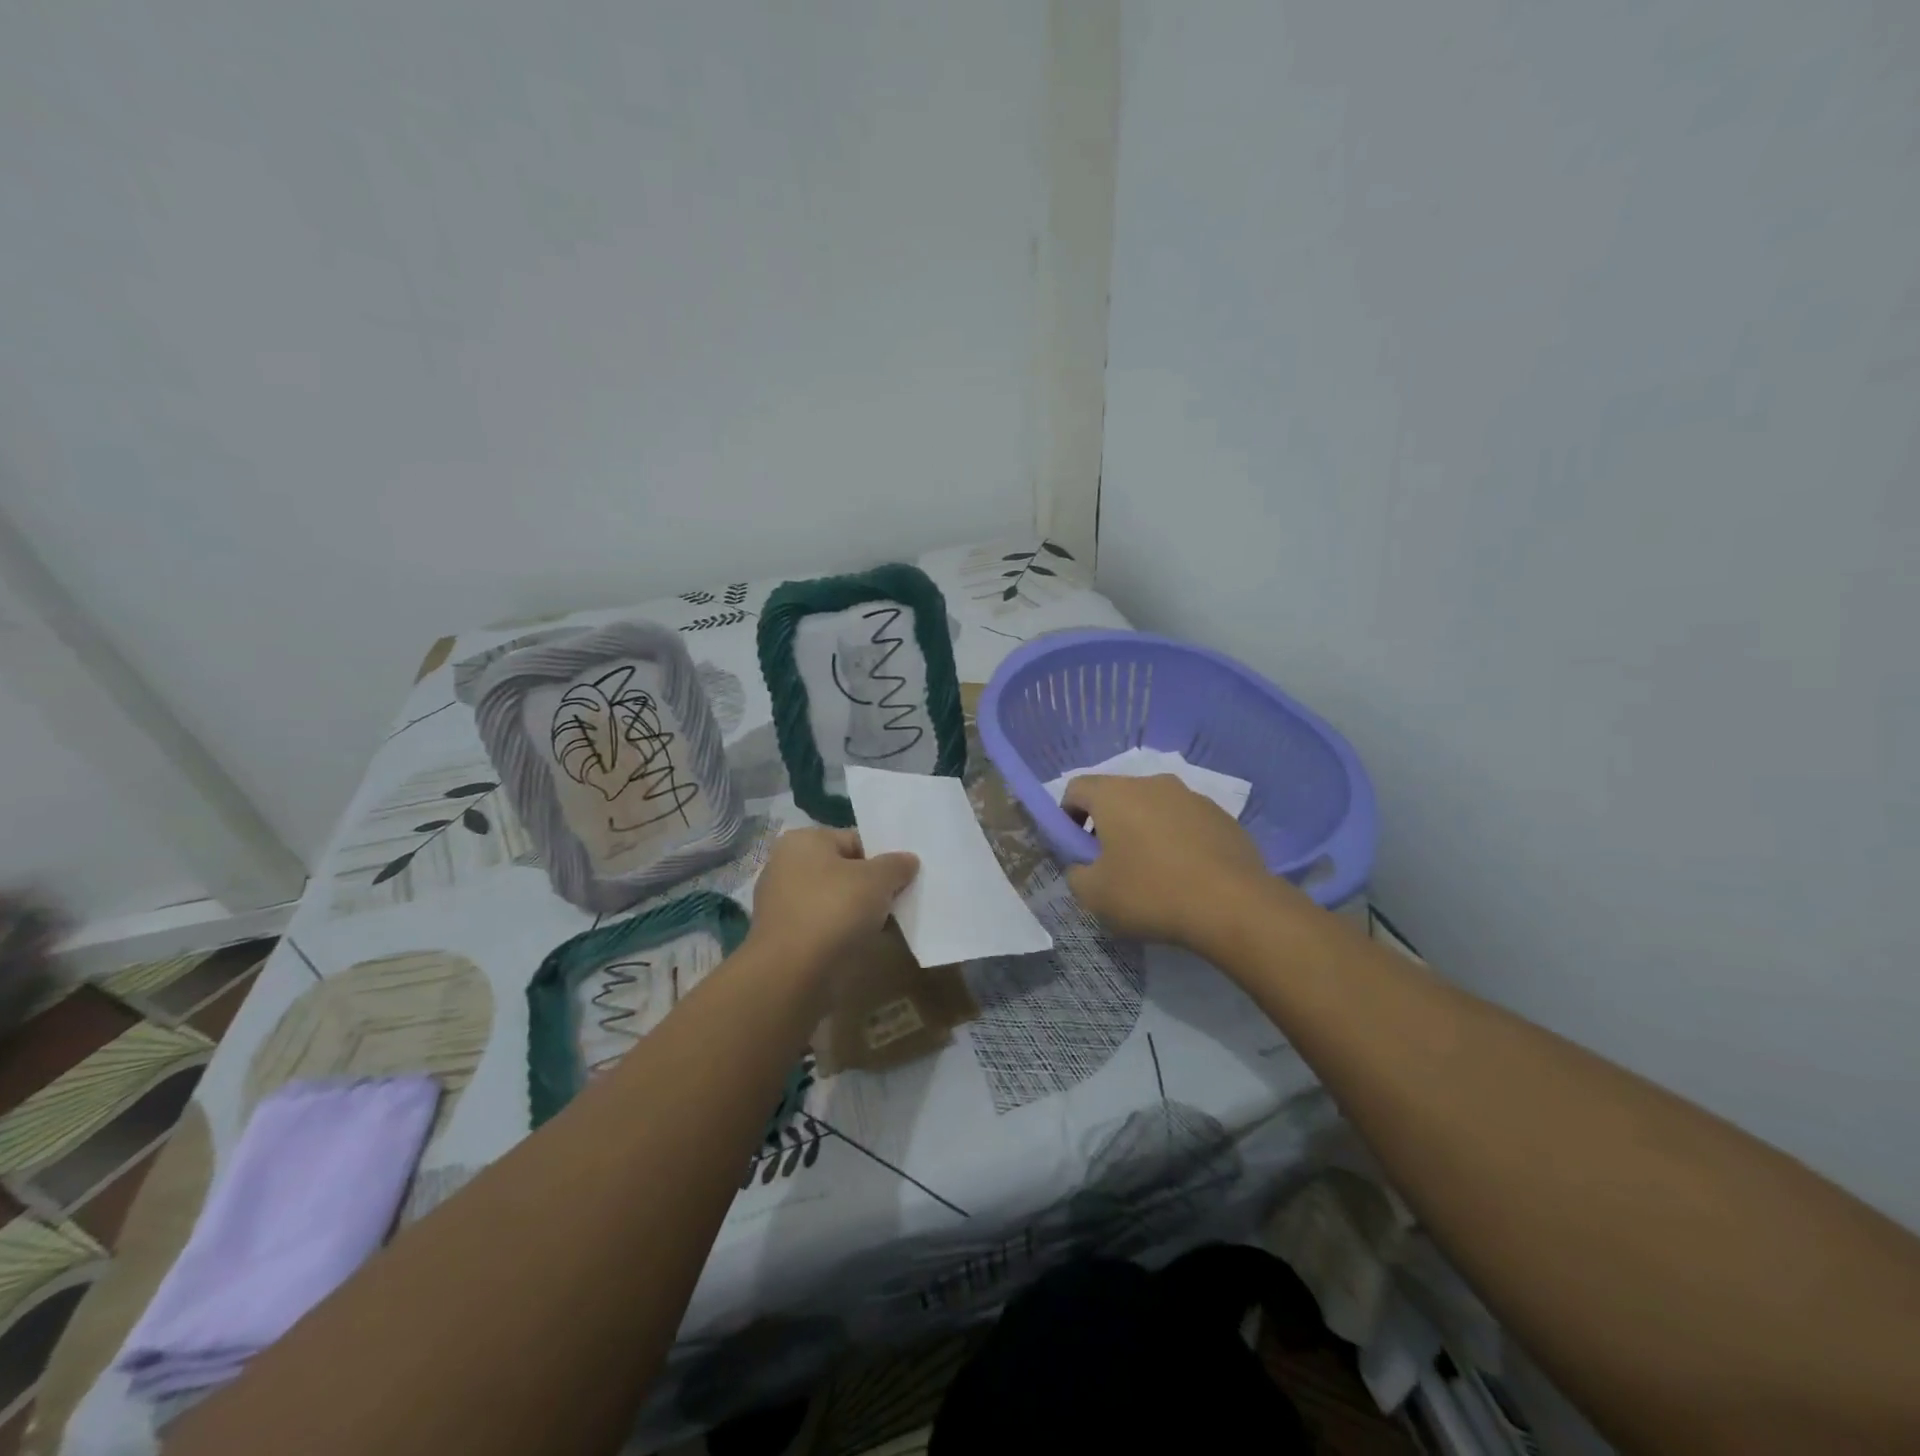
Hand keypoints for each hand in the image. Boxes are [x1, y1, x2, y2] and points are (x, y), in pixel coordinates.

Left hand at [748, 827, 918, 975]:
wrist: (791, 974)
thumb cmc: (833, 910)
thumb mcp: (877, 880)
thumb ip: (896, 865)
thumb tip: (908, 860)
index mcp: (803, 840)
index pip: (854, 840)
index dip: (883, 858)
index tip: (904, 879)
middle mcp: (786, 865)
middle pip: (844, 870)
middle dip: (871, 886)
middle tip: (898, 901)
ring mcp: (782, 902)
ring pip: (834, 899)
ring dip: (858, 911)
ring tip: (885, 925)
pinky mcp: (784, 935)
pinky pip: (823, 925)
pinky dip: (842, 932)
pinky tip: (861, 943)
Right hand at [1061, 773, 1278, 948]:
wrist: (1235, 906)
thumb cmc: (1152, 893)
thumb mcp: (1094, 895)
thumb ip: (1076, 874)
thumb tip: (1084, 866)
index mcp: (1115, 794)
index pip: (1076, 788)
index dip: (1066, 816)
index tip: (1075, 848)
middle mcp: (1153, 783)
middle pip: (1117, 796)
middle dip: (1108, 824)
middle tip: (1111, 865)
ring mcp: (1192, 797)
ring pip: (1154, 808)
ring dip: (1144, 831)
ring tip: (1153, 874)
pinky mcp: (1223, 816)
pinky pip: (1186, 822)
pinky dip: (1177, 841)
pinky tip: (1186, 876)